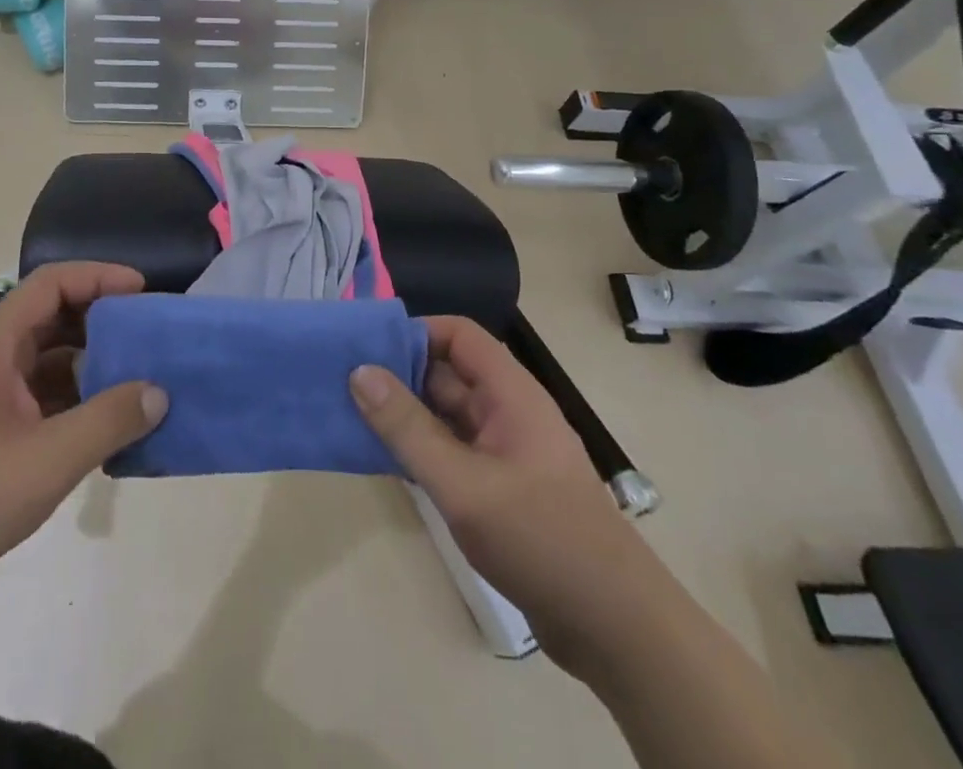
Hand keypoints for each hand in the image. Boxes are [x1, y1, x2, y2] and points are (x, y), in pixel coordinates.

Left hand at [0, 263, 168, 609]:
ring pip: (52, 360)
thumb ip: (107, 421)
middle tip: (148, 335)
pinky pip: (46, 398)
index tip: (142, 291)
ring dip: (94, 364)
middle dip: (103, 320)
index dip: (99, 277)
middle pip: (54, 317)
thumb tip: (158, 392)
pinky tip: (109, 426)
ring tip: (140, 379)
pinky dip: (79, 402)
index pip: (52, 283)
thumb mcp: (46, 458)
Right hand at [350, 316, 657, 675]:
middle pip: (448, 373)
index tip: (367, 348)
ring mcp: (506, 452)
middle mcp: (508, 412)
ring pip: (447, 415)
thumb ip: (408, 428)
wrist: (617, 630)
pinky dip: (421, 450)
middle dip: (400, 375)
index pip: (459, 335)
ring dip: (406, 416)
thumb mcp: (463, 483)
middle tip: (345, 383)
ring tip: (352, 417)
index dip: (415, 332)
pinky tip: (385, 462)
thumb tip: (360, 371)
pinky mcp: (502, 489)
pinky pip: (453, 451)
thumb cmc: (541, 539)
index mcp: (511, 393)